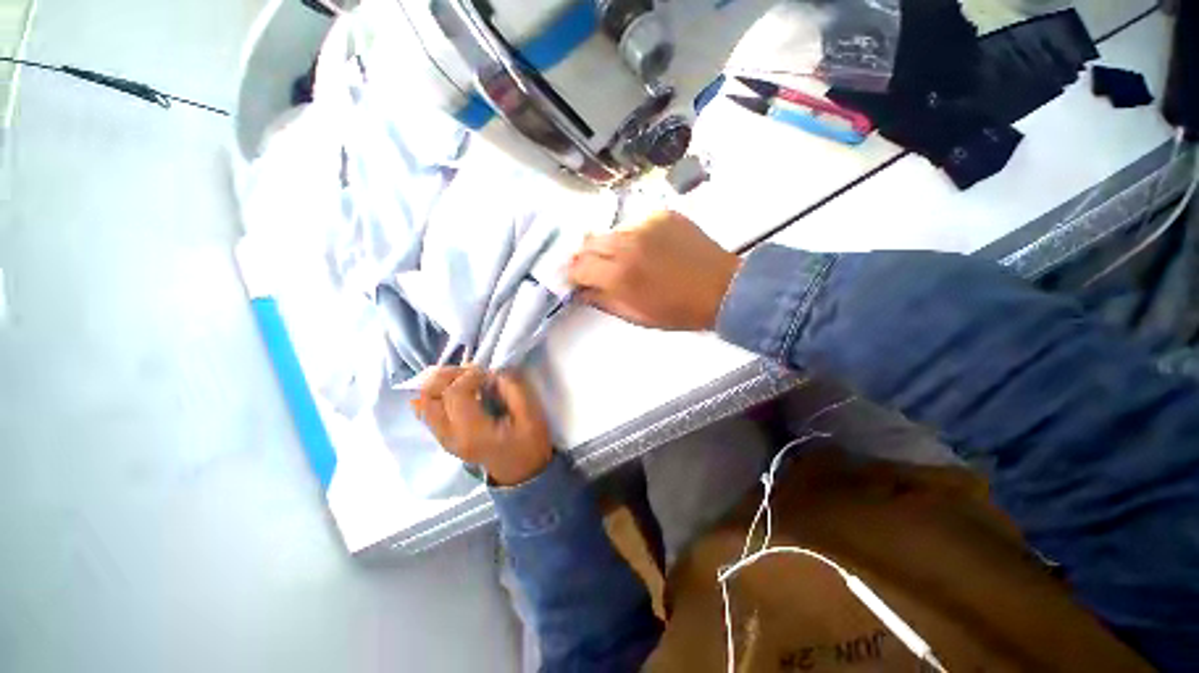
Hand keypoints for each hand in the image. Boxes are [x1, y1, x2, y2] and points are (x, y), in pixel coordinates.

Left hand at [411, 366, 552, 485]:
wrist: (521, 473)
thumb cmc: (529, 445)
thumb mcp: (532, 416)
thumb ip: (514, 390)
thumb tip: (494, 373)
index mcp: (472, 432)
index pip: (454, 394)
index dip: (469, 375)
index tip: (487, 372)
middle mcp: (450, 436)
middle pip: (429, 397)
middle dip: (447, 376)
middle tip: (470, 371)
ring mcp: (444, 439)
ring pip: (423, 404)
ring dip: (438, 384)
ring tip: (461, 377)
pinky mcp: (444, 437)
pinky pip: (427, 413)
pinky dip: (433, 396)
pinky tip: (450, 388)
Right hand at [568, 210, 740, 330]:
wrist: (721, 288)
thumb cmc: (677, 310)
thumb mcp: (635, 315)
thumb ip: (603, 300)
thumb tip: (581, 290)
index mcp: (619, 275)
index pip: (577, 267)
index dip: (573, 275)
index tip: (577, 280)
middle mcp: (626, 243)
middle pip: (588, 242)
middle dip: (586, 257)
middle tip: (596, 269)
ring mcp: (645, 224)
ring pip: (610, 232)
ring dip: (609, 246)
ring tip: (626, 259)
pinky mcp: (661, 214)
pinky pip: (633, 223)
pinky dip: (632, 236)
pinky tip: (647, 248)